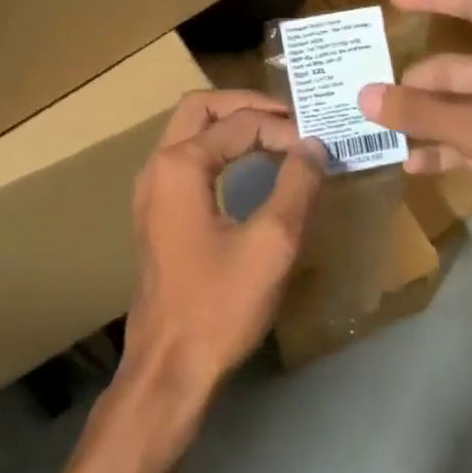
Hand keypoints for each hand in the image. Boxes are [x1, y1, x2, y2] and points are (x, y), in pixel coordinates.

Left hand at [122, 90, 326, 407]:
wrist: (169, 367)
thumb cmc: (220, 305)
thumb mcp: (272, 243)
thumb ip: (297, 185)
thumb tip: (314, 145)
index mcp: (179, 165)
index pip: (239, 123)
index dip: (283, 129)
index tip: (320, 147)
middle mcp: (157, 166)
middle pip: (201, 108)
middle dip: (247, 105)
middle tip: (290, 117)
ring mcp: (151, 189)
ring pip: (190, 130)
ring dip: (231, 124)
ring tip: (276, 133)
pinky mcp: (155, 212)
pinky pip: (186, 158)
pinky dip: (219, 148)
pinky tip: (248, 165)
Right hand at [359, 0, 471, 279]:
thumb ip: (428, 115)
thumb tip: (365, 95)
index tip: (394, 0)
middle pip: (460, 67)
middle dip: (417, 80)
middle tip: (370, 94)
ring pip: (462, 107)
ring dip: (425, 118)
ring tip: (381, 129)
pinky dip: (444, 150)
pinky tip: (413, 166)